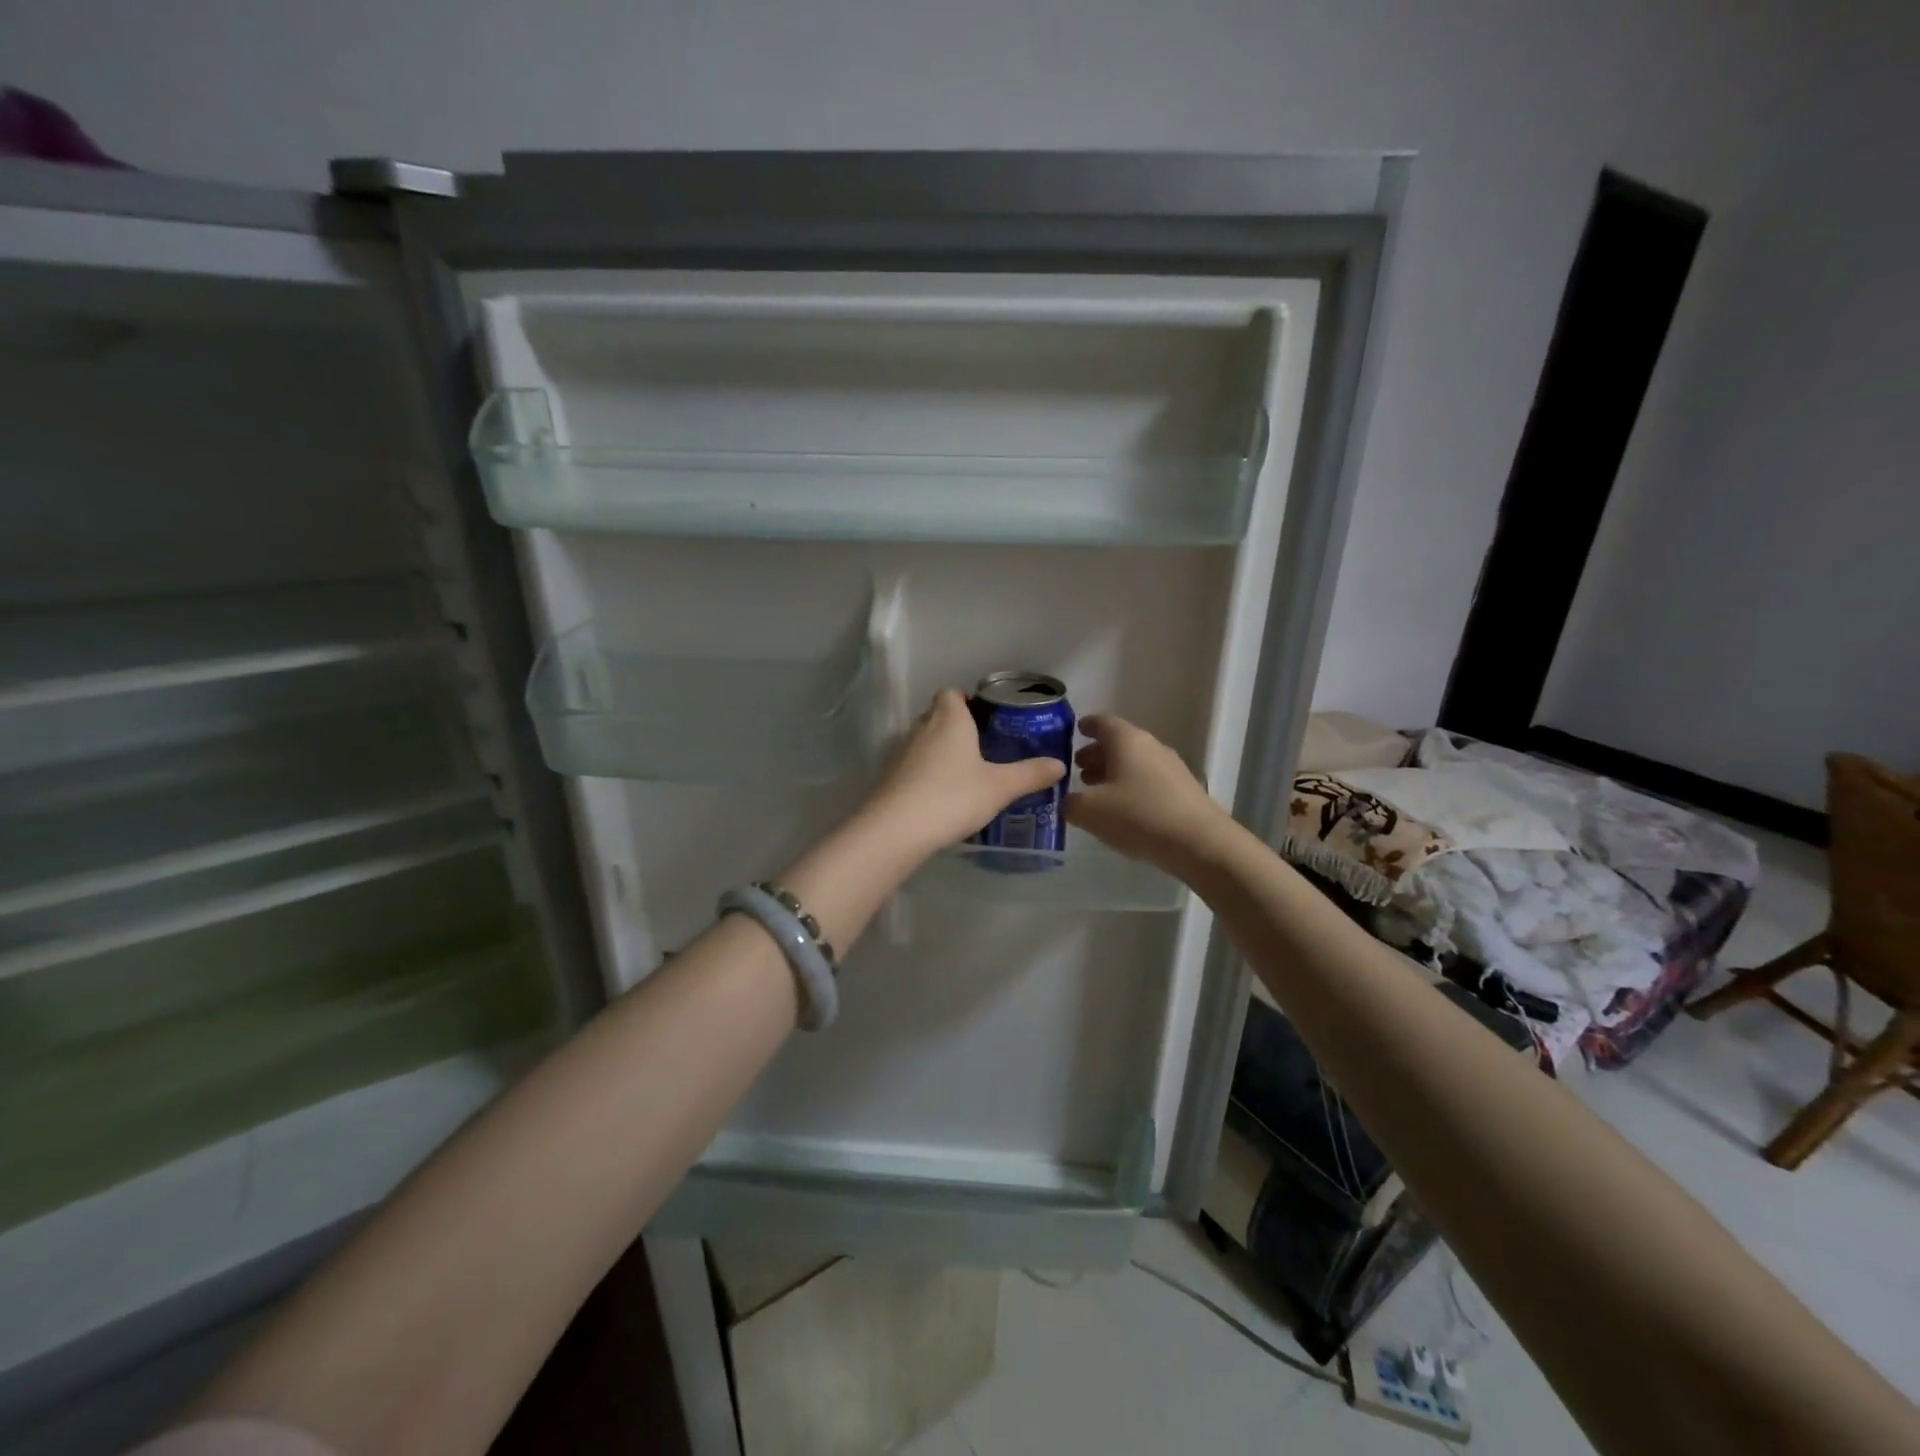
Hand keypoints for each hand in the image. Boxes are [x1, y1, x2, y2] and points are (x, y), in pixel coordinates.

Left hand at [861, 689, 1065, 856]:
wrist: (896, 830)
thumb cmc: (953, 796)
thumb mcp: (1000, 787)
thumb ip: (1030, 774)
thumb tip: (1059, 765)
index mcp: (949, 719)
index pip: (952, 693)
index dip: (967, 700)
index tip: (986, 718)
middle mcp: (922, 728)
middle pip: (937, 715)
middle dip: (957, 726)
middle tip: (983, 747)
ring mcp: (901, 753)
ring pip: (924, 741)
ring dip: (941, 752)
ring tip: (966, 774)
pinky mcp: (890, 778)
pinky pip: (913, 766)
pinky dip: (927, 774)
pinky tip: (943, 796)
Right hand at [1065, 714, 1229, 870]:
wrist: (1199, 842)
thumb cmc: (1138, 815)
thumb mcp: (1089, 811)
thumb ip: (1071, 803)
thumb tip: (1069, 801)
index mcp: (1126, 740)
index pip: (1102, 722)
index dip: (1086, 725)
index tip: (1075, 730)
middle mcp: (1151, 746)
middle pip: (1119, 743)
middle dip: (1097, 754)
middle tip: (1078, 770)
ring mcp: (1171, 768)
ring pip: (1135, 763)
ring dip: (1113, 773)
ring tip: (1096, 792)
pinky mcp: (1184, 790)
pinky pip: (1149, 781)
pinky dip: (1131, 787)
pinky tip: (1123, 810)